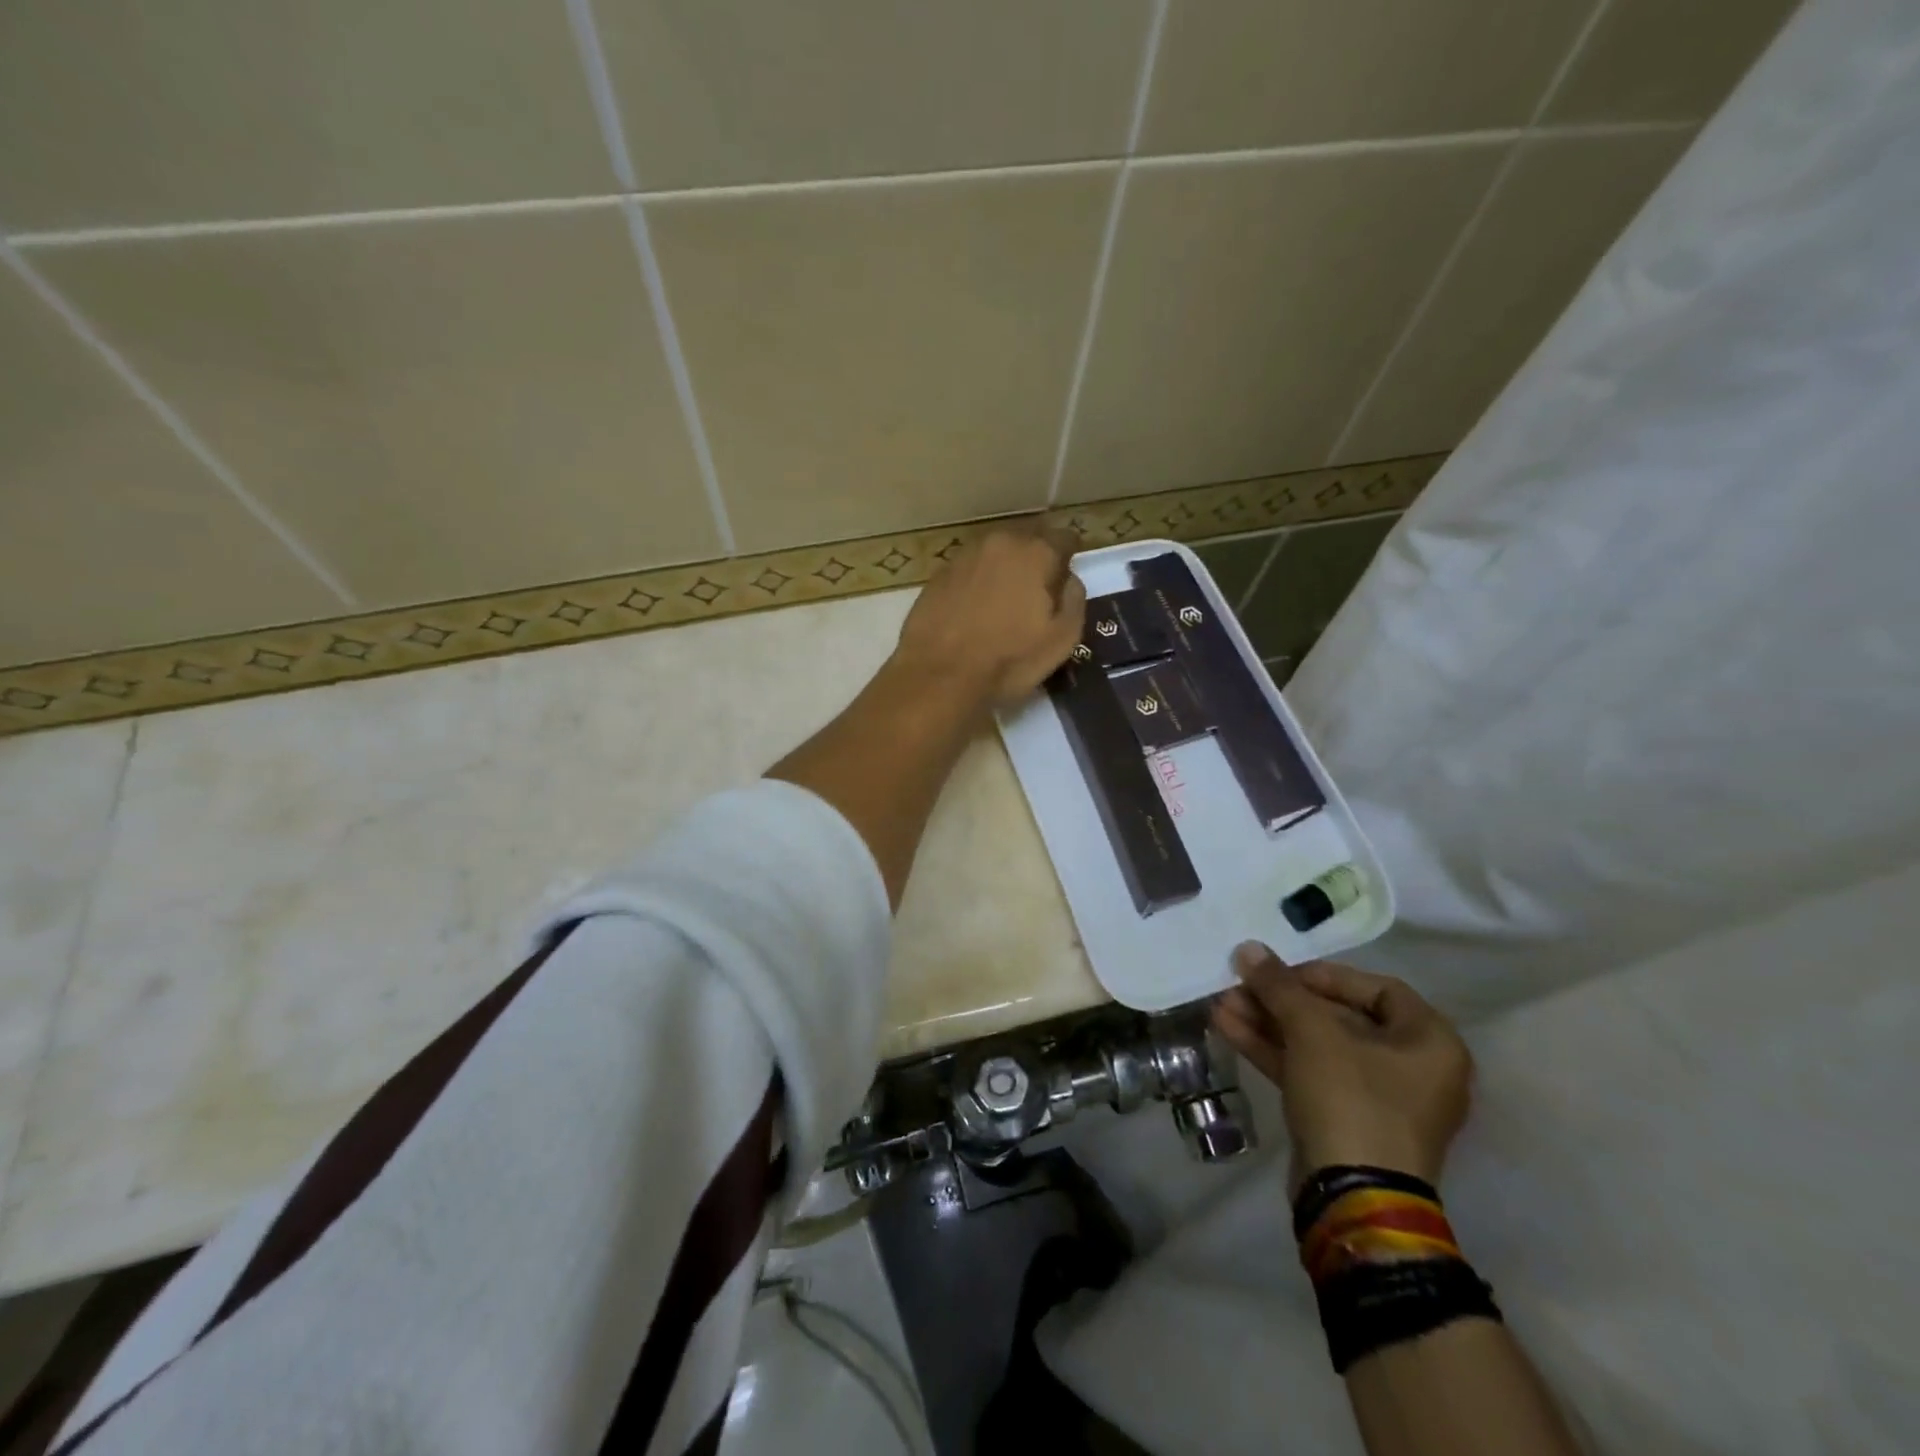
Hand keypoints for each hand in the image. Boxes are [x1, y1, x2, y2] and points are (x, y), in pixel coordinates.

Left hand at [893, 526, 1087, 710]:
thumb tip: (1068, 579)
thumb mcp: (1061, 640)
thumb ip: (1074, 600)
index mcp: (1035, 552)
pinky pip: (969, 572)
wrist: (938, 676)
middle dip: (1036, 562)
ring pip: (995, 555)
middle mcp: (999, 542)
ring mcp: (963, 556)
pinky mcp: (938, 575)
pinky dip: (977, 585)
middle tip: (1036, 597)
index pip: (1065, 538)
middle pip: (1027, 542)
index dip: (1069, 559)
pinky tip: (974, 613)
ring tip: (1004, 605)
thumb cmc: (1008, 661)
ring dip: (1004, 572)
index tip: (1065, 582)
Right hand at [1214, 945, 1471, 1189]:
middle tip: (1240, 984)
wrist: (1352, 1200)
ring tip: (1221, 1004)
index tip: (1281, 973)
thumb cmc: (1352, 1100)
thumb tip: (1248, 948)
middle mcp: (1412, 1068)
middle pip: (1339, 1017)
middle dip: (1282, 1000)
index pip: (1377, 988)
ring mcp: (1377, 1099)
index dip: (1324, 975)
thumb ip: (1280, 986)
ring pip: (1317, 1046)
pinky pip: (1309, 1072)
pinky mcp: (1345, 1120)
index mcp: (1429, 1042)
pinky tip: (1228, 1029)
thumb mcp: (1313, 1032)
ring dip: (1268, 1023)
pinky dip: (1272, 1051)